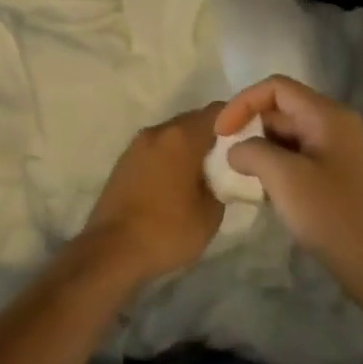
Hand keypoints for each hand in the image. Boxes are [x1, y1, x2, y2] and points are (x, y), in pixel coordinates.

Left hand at [81, 104, 225, 285]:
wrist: (111, 251)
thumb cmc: (167, 230)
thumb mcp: (210, 213)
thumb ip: (222, 183)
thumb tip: (221, 175)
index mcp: (181, 137)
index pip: (218, 112)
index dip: (237, 122)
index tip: (251, 140)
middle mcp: (157, 131)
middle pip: (194, 120)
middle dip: (214, 135)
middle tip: (232, 159)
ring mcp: (136, 145)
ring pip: (173, 135)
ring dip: (191, 147)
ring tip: (206, 173)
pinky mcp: (124, 162)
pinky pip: (157, 149)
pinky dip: (172, 157)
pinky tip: (179, 182)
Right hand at [216, 76, 362, 302]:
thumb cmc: (334, 217)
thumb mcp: (285, 179)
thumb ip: (253, 153)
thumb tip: (237, 150)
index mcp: (328, 115)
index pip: (276, 88)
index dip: (242, 103)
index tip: (220, 134)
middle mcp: (337, 125)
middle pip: (283, 110)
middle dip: (250, 128)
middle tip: (226, 158)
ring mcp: (342, 152)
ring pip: (290, 136)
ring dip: (262, 151)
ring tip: (241, 177)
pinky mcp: (341, 178)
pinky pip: (301, 159)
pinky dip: (278, 168)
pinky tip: (265, 193)